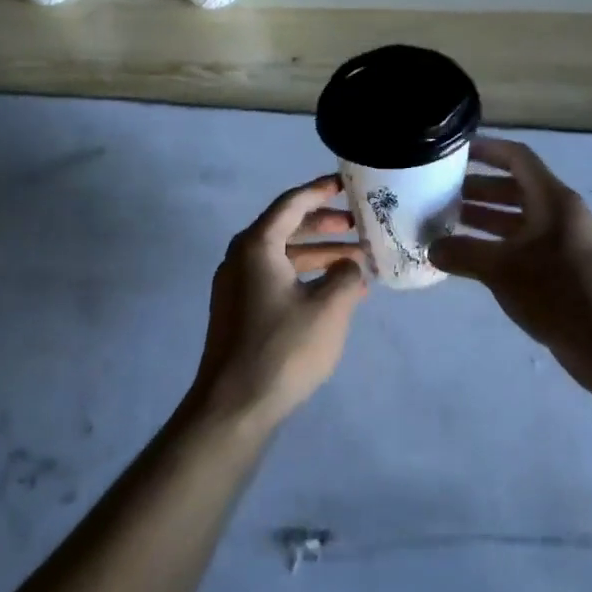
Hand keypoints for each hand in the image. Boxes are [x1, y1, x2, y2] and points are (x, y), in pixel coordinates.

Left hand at [192, 174, 368, 428]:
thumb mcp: (329, 308)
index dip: (320, 191)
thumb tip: (349, 264)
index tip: (346, 184)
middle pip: (286, 228)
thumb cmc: (283, 348)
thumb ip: (346, 275)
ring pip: (282, 257)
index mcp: (257, 246)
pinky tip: (332, 294)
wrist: (233, 406)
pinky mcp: (238, 312)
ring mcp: (236, 287)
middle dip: (323, 225)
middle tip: (357, 226)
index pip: (291, 204)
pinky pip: (275, 279)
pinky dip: (303, 278)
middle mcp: (240, 258)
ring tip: (356, 263)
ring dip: (317, 255)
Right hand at [431, 138, 591, 396]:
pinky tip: (468, 259)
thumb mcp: (503, 269)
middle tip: (439, 193)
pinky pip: (521, 246)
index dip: (487, 150)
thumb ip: (463, 253)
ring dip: (483, 219)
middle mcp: (557, 214)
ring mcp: (560, 243)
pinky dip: (494, 246)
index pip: (517, 158)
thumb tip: (431, 248)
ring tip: (444, 224)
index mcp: (552, 199)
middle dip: (477, 188)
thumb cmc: (559, 291)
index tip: (453, 151)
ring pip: (516, 220)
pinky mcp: (559, 270)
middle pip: (514, 188)